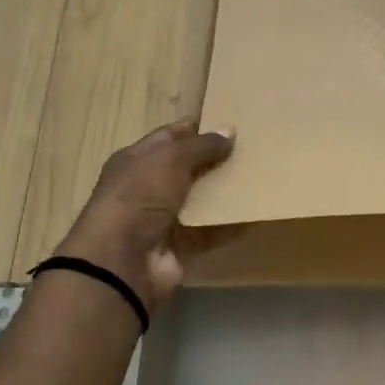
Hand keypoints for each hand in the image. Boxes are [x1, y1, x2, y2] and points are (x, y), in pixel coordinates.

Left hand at [51, 120, 237, 310]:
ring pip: (202, 199)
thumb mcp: (170, 159)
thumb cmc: (140, 196)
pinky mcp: (182, 246)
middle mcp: (149, 187)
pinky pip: (212, 230)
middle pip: (188, 168)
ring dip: (227, 191)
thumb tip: (230, 130)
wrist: (123, 261)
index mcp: (136, 160)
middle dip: (217, 159)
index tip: (231, 123)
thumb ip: (202, 145)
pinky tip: (256, 212)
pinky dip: (231, 223)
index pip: (170, 137)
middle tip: (254, 149)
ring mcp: (165, 219)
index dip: (198, 129)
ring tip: (261, 176)